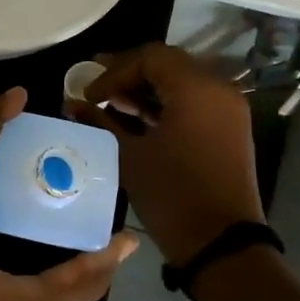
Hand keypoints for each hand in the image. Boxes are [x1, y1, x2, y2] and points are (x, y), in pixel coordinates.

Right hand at [67, 43, 264, 264]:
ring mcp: (228, 110)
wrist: (220, 243)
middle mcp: (218, 90)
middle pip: (168, 64)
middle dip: (129, 74)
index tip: (89, 94)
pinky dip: (165, 105)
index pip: (150, 57)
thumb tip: (71, 104)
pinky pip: (193, 102)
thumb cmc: (171, 193)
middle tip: (96, 90)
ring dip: (146, 89)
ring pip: (181, 83)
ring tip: (111, 105)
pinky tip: (136, 120)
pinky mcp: (229, 130)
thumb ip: (99, 121)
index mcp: (196, 88)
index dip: (114, 70)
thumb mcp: (128, 154)